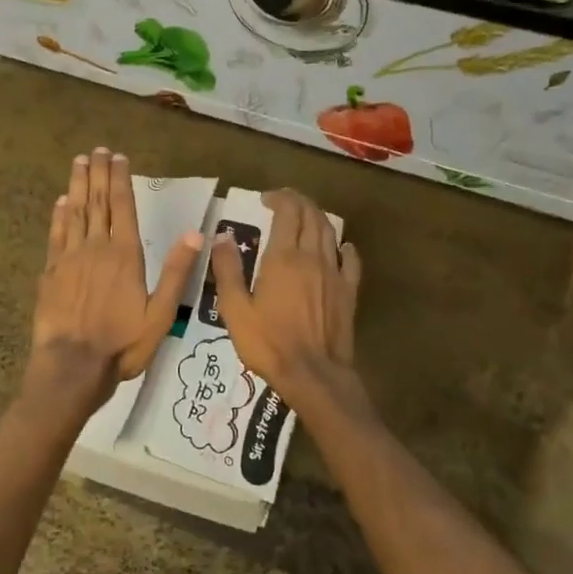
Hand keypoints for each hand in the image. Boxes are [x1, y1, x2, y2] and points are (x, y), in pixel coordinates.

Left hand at [28, 148, 202, 405]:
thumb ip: (176, 272)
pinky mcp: (51, 273)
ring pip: (75, 213)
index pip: (124, 207)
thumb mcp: (160, 314)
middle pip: (97, 203)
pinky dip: (59, 215)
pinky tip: (61, 202)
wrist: (72, 366)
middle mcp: (97, 248)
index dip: (120, 180)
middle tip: (96, 150)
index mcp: (126, 256)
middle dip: (97, 174)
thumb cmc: (122, 344)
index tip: (118, 157)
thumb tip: (196, 234)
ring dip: (77, 186)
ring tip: (79, 163)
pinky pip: (56, 235)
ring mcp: (70, 258)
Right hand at [209, 188, 363, 413]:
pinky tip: (341, 247)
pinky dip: (344, 246)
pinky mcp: (349, 292)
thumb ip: (228, 269)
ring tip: (305, 217)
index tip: (265, 199)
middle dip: (298, 202)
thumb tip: (221, 236)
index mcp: (283, 258)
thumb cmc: (268, 343)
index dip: (278, 199)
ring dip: (317, 218)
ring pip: (330, 233)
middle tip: (284, 201)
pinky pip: (351, 260)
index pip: (287, 212)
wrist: (313, 374)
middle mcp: (312, 257)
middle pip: (311, 216)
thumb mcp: (235, 309)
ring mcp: (335, 274)